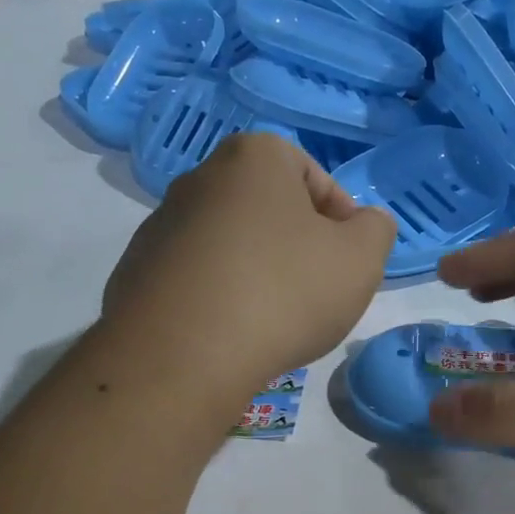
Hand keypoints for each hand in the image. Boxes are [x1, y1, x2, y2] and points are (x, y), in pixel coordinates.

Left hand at [100, 132, 396, 401]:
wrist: (184, 355)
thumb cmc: (285, 292)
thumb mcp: (361, 259)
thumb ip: (376, 230)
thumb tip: (365, 223)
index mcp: (253, 158)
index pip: (313, 175)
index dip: (342, 218)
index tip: (349, 260)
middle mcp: (200, 178)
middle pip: (268, 208)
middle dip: (298, 244)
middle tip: (317, 290)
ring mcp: (161, 225)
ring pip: (231, 243)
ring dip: (258, 270)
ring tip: (275, 318)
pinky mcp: (137, 272)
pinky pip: (197, 277)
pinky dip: (220, 296)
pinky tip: (233, 332)